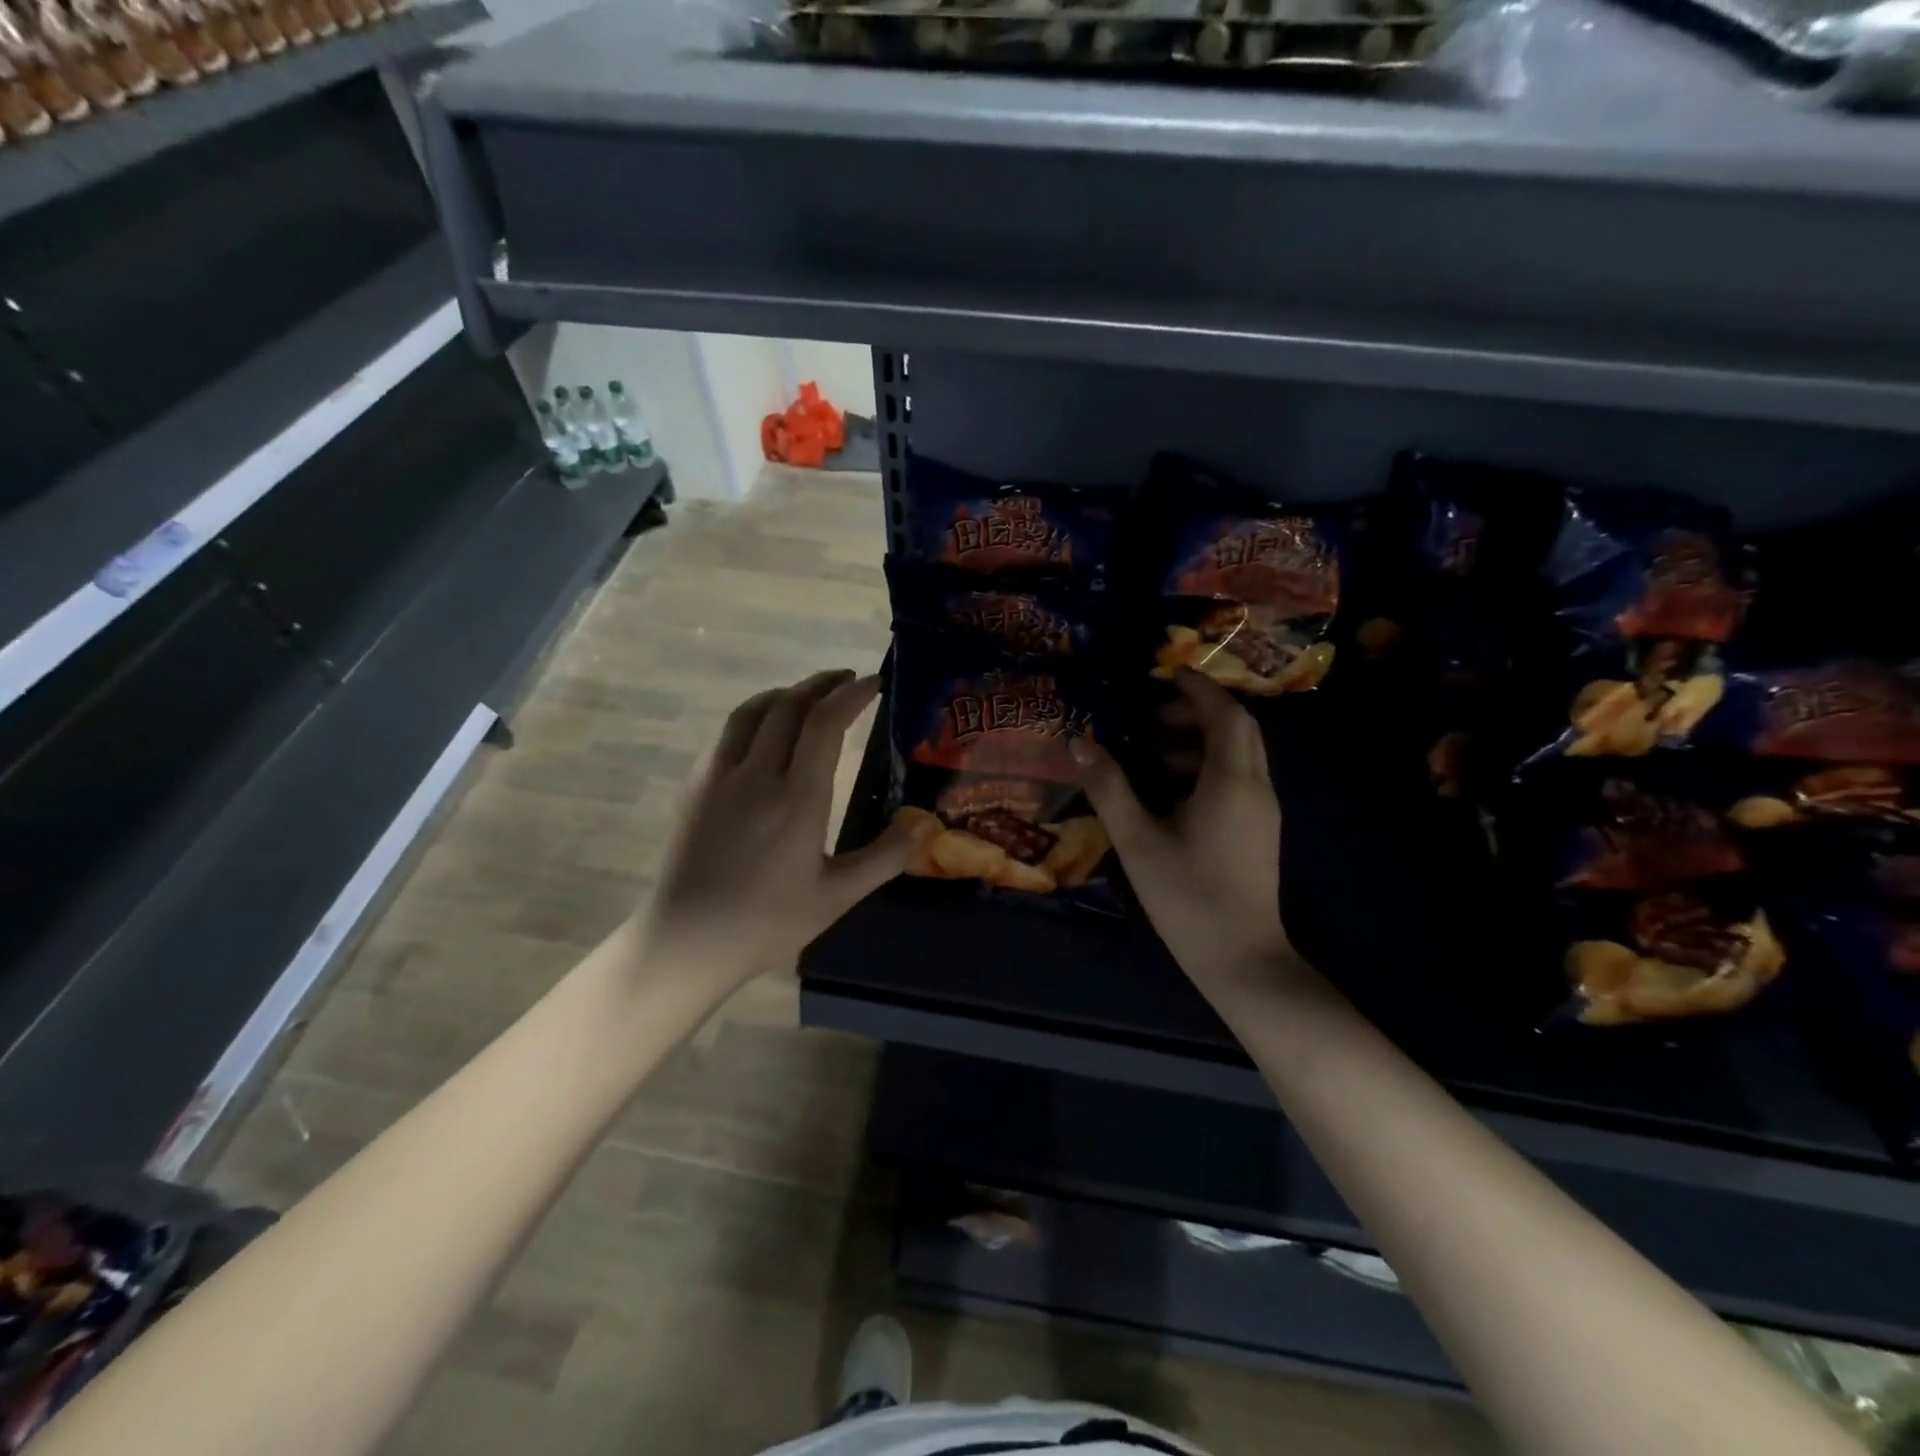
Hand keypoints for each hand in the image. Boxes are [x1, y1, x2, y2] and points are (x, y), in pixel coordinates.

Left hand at [641, 670, 907, 986]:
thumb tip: (925, 825)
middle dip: (821, 684)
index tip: (873, 683)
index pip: (825, 724)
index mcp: (797, 799)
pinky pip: (728, 734)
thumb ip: (884, 857)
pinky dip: (755, 716)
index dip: (851, 695)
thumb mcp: (837, 897)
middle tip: (846, 680)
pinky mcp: (694, 786)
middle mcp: (757, 775)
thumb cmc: (767, 923)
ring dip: (786, 693)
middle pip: (789, 705)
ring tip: (808, 695)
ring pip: (753, 711)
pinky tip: (765, 733)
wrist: (687, 941)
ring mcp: (718, 776)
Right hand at [1071, 670, 1292, 988]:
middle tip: (1151, 714)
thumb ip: (1110, 789)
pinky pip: (1236, 781)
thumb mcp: (1139, 841)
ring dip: (1200, 741)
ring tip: (1152, 750)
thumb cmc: (1188, 897)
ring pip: (1238, 756)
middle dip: (1197, 712)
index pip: (1224, 715)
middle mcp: (1256, 788)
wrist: (1243, 960)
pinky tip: (1169, 791)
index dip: (1197, 689)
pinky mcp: (1258, 832)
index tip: (1164, 675)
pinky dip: (1206, 768)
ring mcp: (1262, 812)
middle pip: (1238, 730)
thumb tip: (1081, 745)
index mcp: (1231, 782)